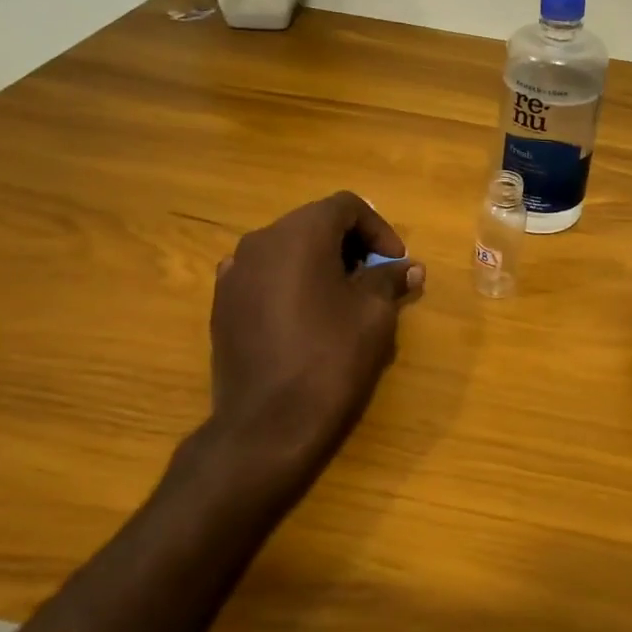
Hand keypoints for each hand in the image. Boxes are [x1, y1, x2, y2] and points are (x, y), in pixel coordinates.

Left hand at [198, 191, 423, 494]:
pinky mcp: (222, 304)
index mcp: (299, 234)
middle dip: (350, 244)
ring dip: (320, 262)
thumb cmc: (330, 359)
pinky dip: (291, 282)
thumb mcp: (374, 315)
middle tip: (376, 278)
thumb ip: (390, 279)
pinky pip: (264, 276)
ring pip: (287, 249)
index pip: (345, 206)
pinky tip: (307, 316)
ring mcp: (234, 273)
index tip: (396, 261)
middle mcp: (260, 241)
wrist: (267, 425)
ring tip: (344, 298)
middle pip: (313, 223)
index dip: (378, 228)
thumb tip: (409, 268)